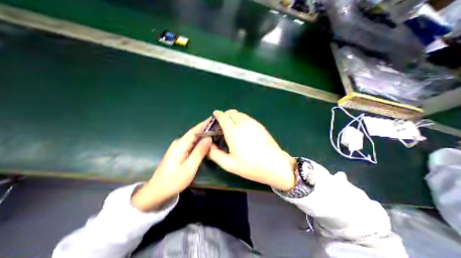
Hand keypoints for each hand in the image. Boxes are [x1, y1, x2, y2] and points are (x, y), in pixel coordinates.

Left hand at [131, 118, 212, 210]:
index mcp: (180, 145)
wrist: (158, 190)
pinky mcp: (180, 150)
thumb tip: (209, 138)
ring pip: (194, 138)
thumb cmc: (174, 180)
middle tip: (219, 127)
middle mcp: (179, 142)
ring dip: (204, 135)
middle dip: (206, 129)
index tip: (214, 118)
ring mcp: (179, 146)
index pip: (194, 131)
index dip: (204, 124)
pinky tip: (207, 143)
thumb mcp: (189, 167)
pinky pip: (192, 143)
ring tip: (216, 133)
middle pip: (195, 133)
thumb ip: (199, 152)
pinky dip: (200, 142)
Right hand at [208, 110, 295, 189]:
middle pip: (231, 112)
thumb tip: (209, 145)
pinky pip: (246, 117)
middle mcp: (243, 123)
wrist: (275, 165)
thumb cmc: (251, 166)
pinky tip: (242, 129)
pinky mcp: (259, 125)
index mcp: (233, 132)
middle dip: (224, 115)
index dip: (217, 114)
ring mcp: (253, 123)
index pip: (223, 116)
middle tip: (222, 125)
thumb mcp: (229, 164)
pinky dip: (240, 119)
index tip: (214, 117)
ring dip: (233, 117)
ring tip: (231, 127)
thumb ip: (215, 154)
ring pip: (239, 114)